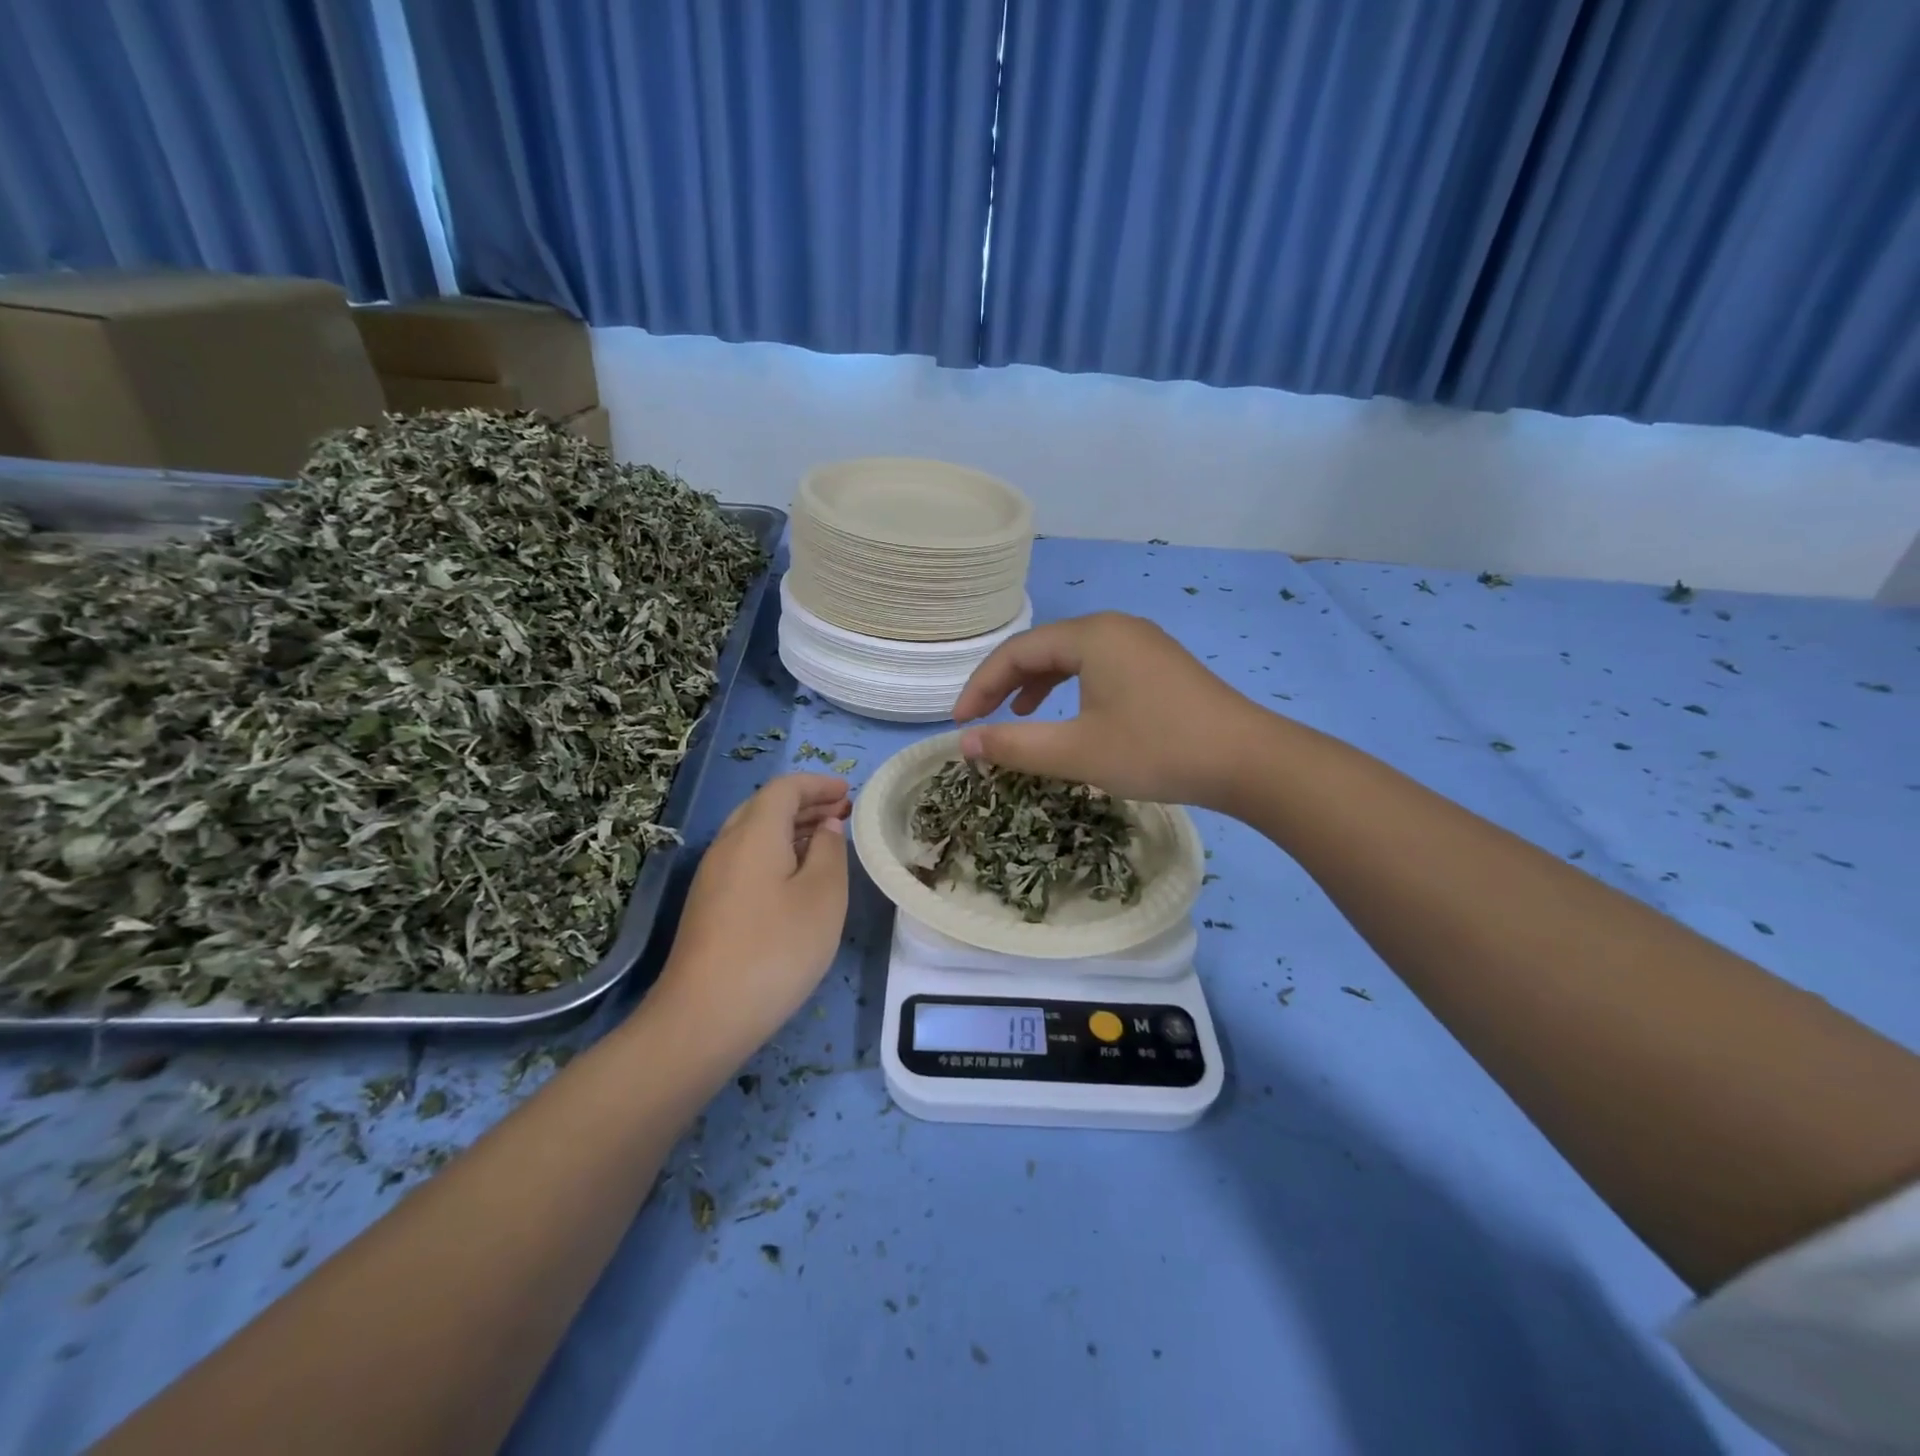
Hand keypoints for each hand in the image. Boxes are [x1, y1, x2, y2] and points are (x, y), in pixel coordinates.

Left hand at [652, 774, 850, 1053]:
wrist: (705, 1016)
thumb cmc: (777, 949)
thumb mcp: (823, 897)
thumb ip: (830, 851)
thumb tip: (826, 826)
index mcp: (754, 834)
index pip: (785, 789)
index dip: (818, 784)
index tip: (848, 793)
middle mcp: (726, 846)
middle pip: (765, 808)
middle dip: (806, 804)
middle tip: (842, 814)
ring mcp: (712, 878)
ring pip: (753, 835)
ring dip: (791, 830)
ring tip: (826, 842)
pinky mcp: (708, 906)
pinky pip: (746, 860)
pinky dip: (776, 853)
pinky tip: (796, 879)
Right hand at [952, 612, 1265, 809]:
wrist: (1249, 761)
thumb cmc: (1157, 750)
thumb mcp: (1077, 752)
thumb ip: (1015, 745)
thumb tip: (965, 742)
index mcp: (1092, 635)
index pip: (1017, 652)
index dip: (980, 686)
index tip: (959, 724)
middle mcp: (1115, 627)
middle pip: (1043, 648)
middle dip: (1005, 684)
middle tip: (980, 720)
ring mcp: (1142, 644)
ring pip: (1072, 657)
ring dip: (1037, 685)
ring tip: (1018, 716)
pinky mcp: (1160, 665)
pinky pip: (1099, 667)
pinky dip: (1072, 688)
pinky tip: (1070, 714)